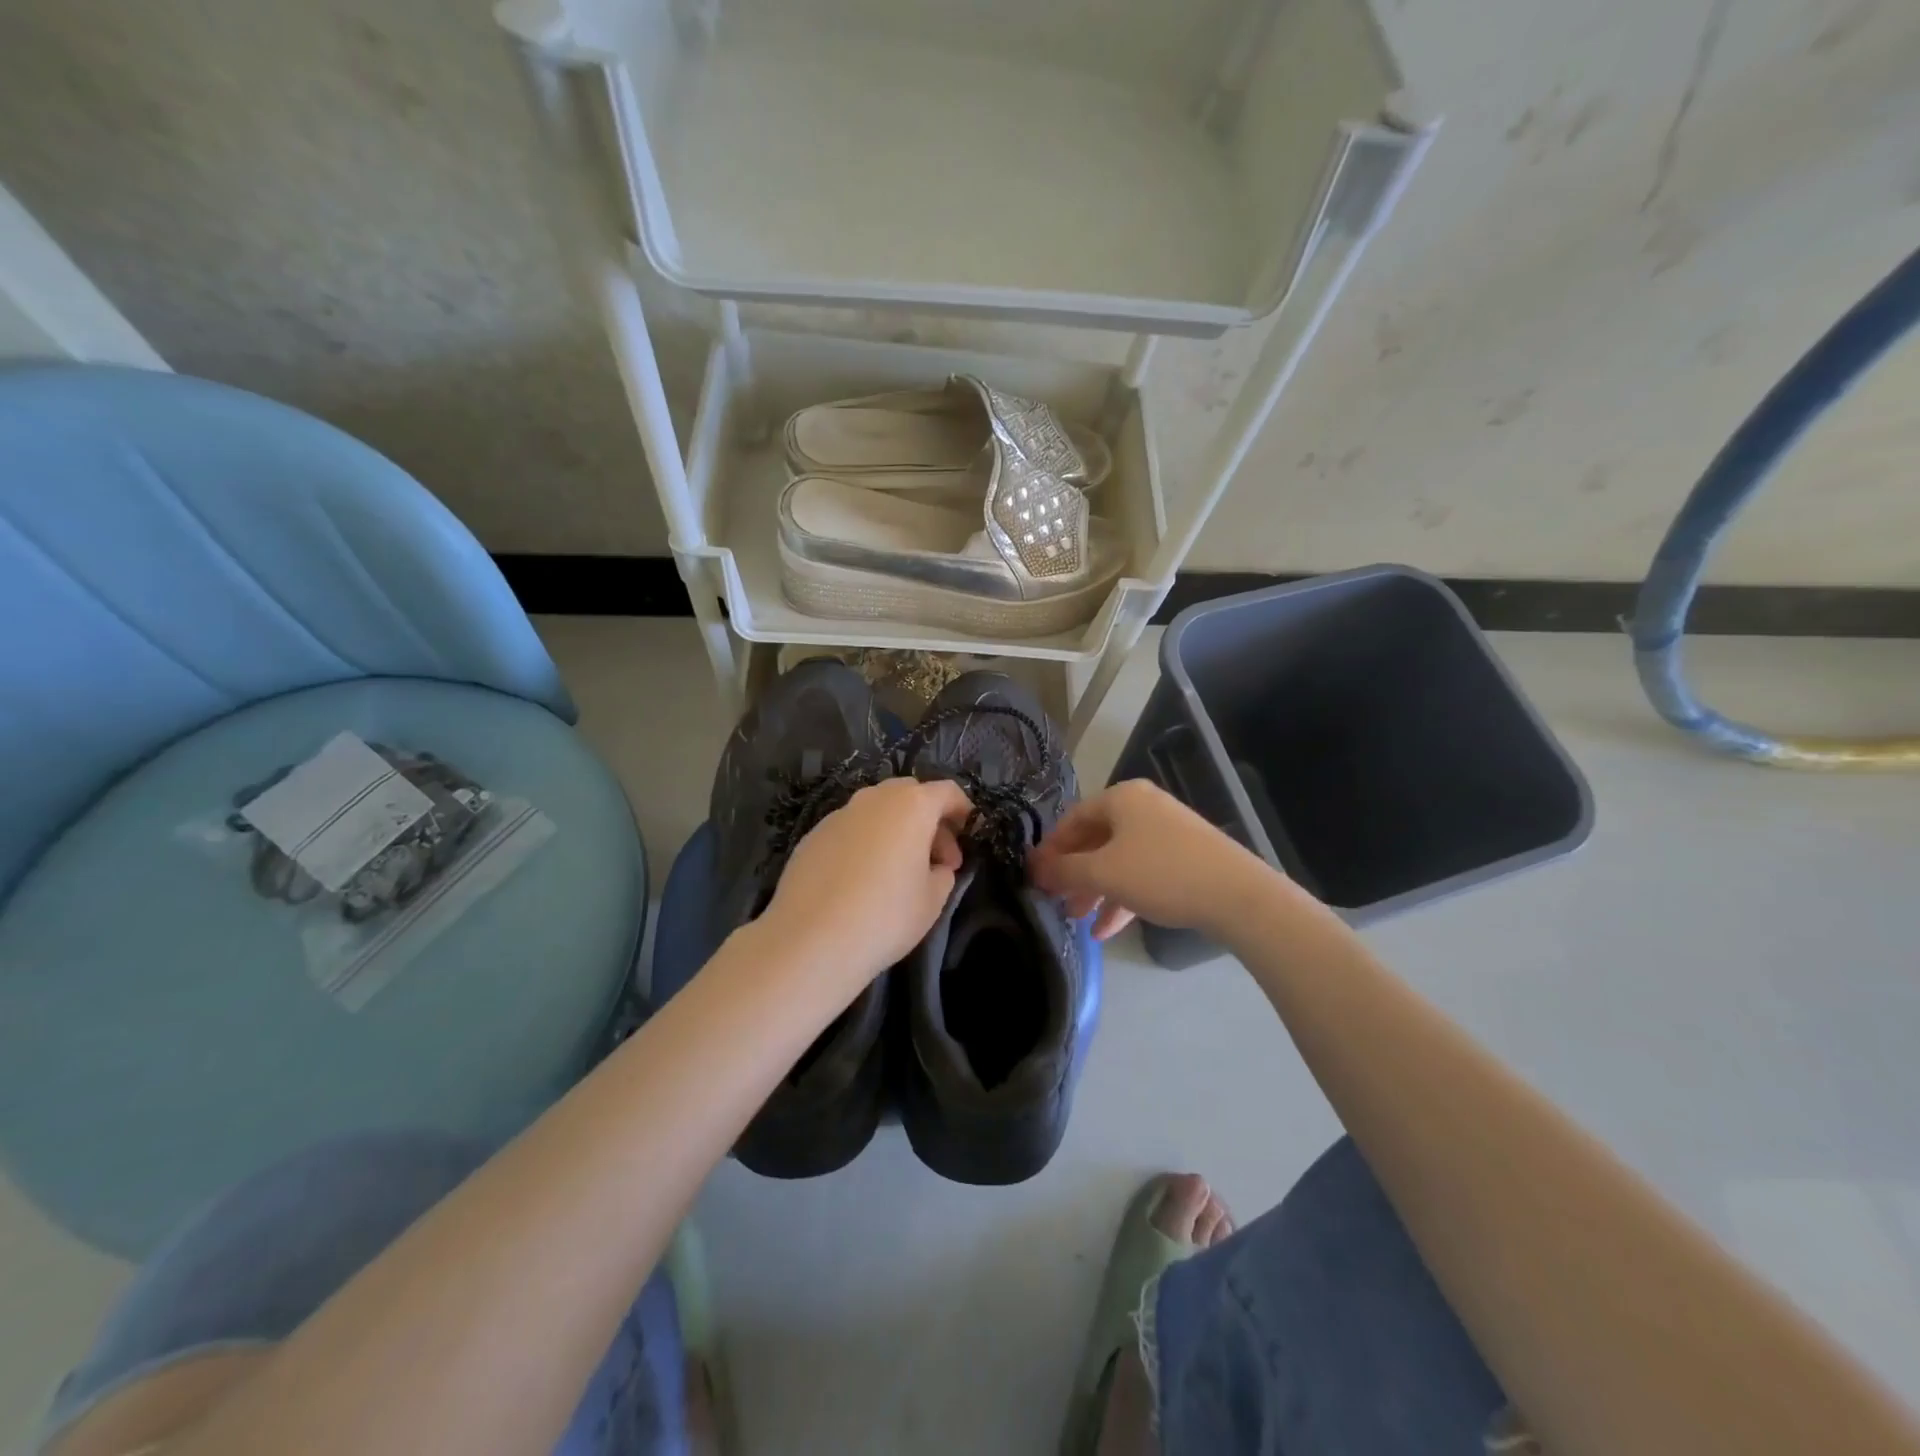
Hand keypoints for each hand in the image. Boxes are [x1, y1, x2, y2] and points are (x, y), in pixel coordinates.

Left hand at [760, 776, 971, 990]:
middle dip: (929, 820)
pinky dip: (865, 842)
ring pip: (877, 810)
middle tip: (937, 859)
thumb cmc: (886, 915)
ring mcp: (839, 814)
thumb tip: (936, 867)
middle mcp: (874, 798)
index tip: (970, 835)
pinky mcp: (812, 835)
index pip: (948, 792)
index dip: (964, 811)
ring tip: (898, 871)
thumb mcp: (933, 899)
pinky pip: (850, 829)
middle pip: (911, 795)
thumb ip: (943, 873)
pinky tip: (861, 880)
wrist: (810, 939)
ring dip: (895, 830)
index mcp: (912, 805)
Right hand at [1029, 779, 1276, 940]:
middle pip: (1095, 840)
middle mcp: (1143, 807)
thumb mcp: (1103, 873)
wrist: (1236, 894)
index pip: (1073, 819)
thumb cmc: (1160, 873)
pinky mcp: (1185, 858)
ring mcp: (1167, 832)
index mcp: (1121, 798)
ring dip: (1096, 891)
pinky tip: (1108, 930)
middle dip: (1073, 874)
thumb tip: (1034, 868)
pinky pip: (1142, 873)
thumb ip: (1064, 870)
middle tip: (1054, 901)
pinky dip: (1123, 897)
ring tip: (1078, 921)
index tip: (1034, 877)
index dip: (1050, 849)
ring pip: (1118, 860)